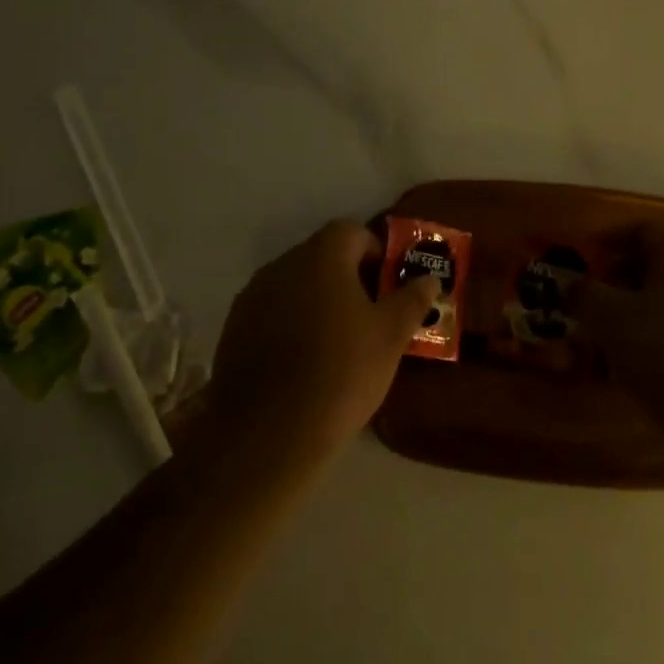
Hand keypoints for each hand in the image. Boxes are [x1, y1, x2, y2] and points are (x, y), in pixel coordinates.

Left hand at [203, 221, 440, 467]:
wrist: (269, 432)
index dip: (375, 252)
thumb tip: (429, 279)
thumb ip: (411, 300)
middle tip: (369, 316)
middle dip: (347, 277)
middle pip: (321, 256)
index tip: (388, 286)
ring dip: (317, 300)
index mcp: (321, 256)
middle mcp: (282, 265)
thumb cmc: (341, 372)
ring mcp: (252, 297)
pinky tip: (302, 362)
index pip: (351, 232)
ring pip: (294, 285)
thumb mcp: (390, 337)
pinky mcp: (234, 329)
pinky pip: (271, 312)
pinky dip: (290, 324)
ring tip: (336, 342)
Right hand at [570, 222, 663, 464]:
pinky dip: (657, 338)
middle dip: (618, 282)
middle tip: (589, 306)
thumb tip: (569, 284)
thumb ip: (583, 294)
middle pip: (656, 266)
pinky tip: (638, 368)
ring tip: (607, 343)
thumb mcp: (609, 320)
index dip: (609, 241)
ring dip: (635, 314)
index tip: (583, 263)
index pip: (644, 231)